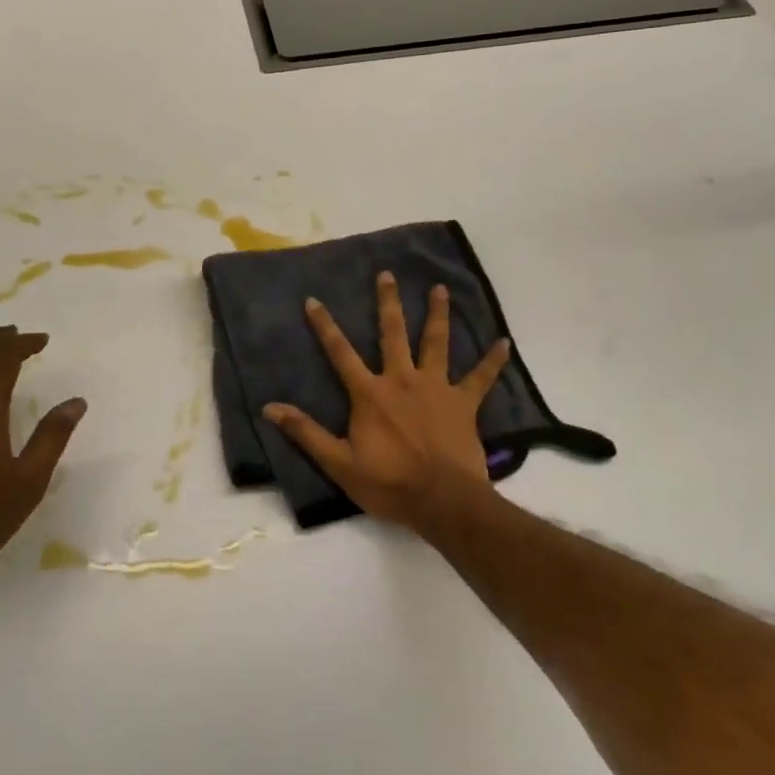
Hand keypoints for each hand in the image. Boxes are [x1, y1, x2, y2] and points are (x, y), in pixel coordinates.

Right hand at [263, 272, 509, 533]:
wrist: (443, 501)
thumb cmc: (389, 483)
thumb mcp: (339, 463)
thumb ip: (306, 432)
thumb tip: (270, 408)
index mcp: (370, 394)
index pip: (340, 353)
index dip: (325, 326)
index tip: (314, 300)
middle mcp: (402, 380)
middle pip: (393, 333)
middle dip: (388, 302)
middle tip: (387, 274)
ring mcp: (436, 388)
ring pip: (436, 343)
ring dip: (437, 314)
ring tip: (439, 288)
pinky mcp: (464, 403)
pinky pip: (481, 378)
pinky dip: (493, 360)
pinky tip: (504, 342)